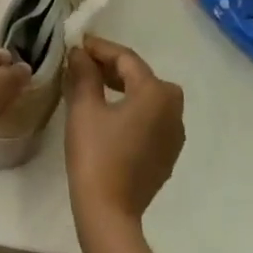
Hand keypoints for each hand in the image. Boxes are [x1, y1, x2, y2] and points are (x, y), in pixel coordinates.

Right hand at [64, 36, 184, 240]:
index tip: (77, 43)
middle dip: (112, 67)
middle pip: (142, 76)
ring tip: (93, 86)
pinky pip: (151, 118)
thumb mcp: (84, 108)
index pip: (126, 58)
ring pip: (148, 97)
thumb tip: (80, 53)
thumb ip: (84, 74)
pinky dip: (132, 109)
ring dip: (123, 87)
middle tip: (83, 63)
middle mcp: (174, 108)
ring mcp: (174, 133)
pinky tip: (109, 114)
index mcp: (156, 93)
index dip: (100, 48)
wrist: (110, 210)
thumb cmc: (95, 154)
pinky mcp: (168, 152)